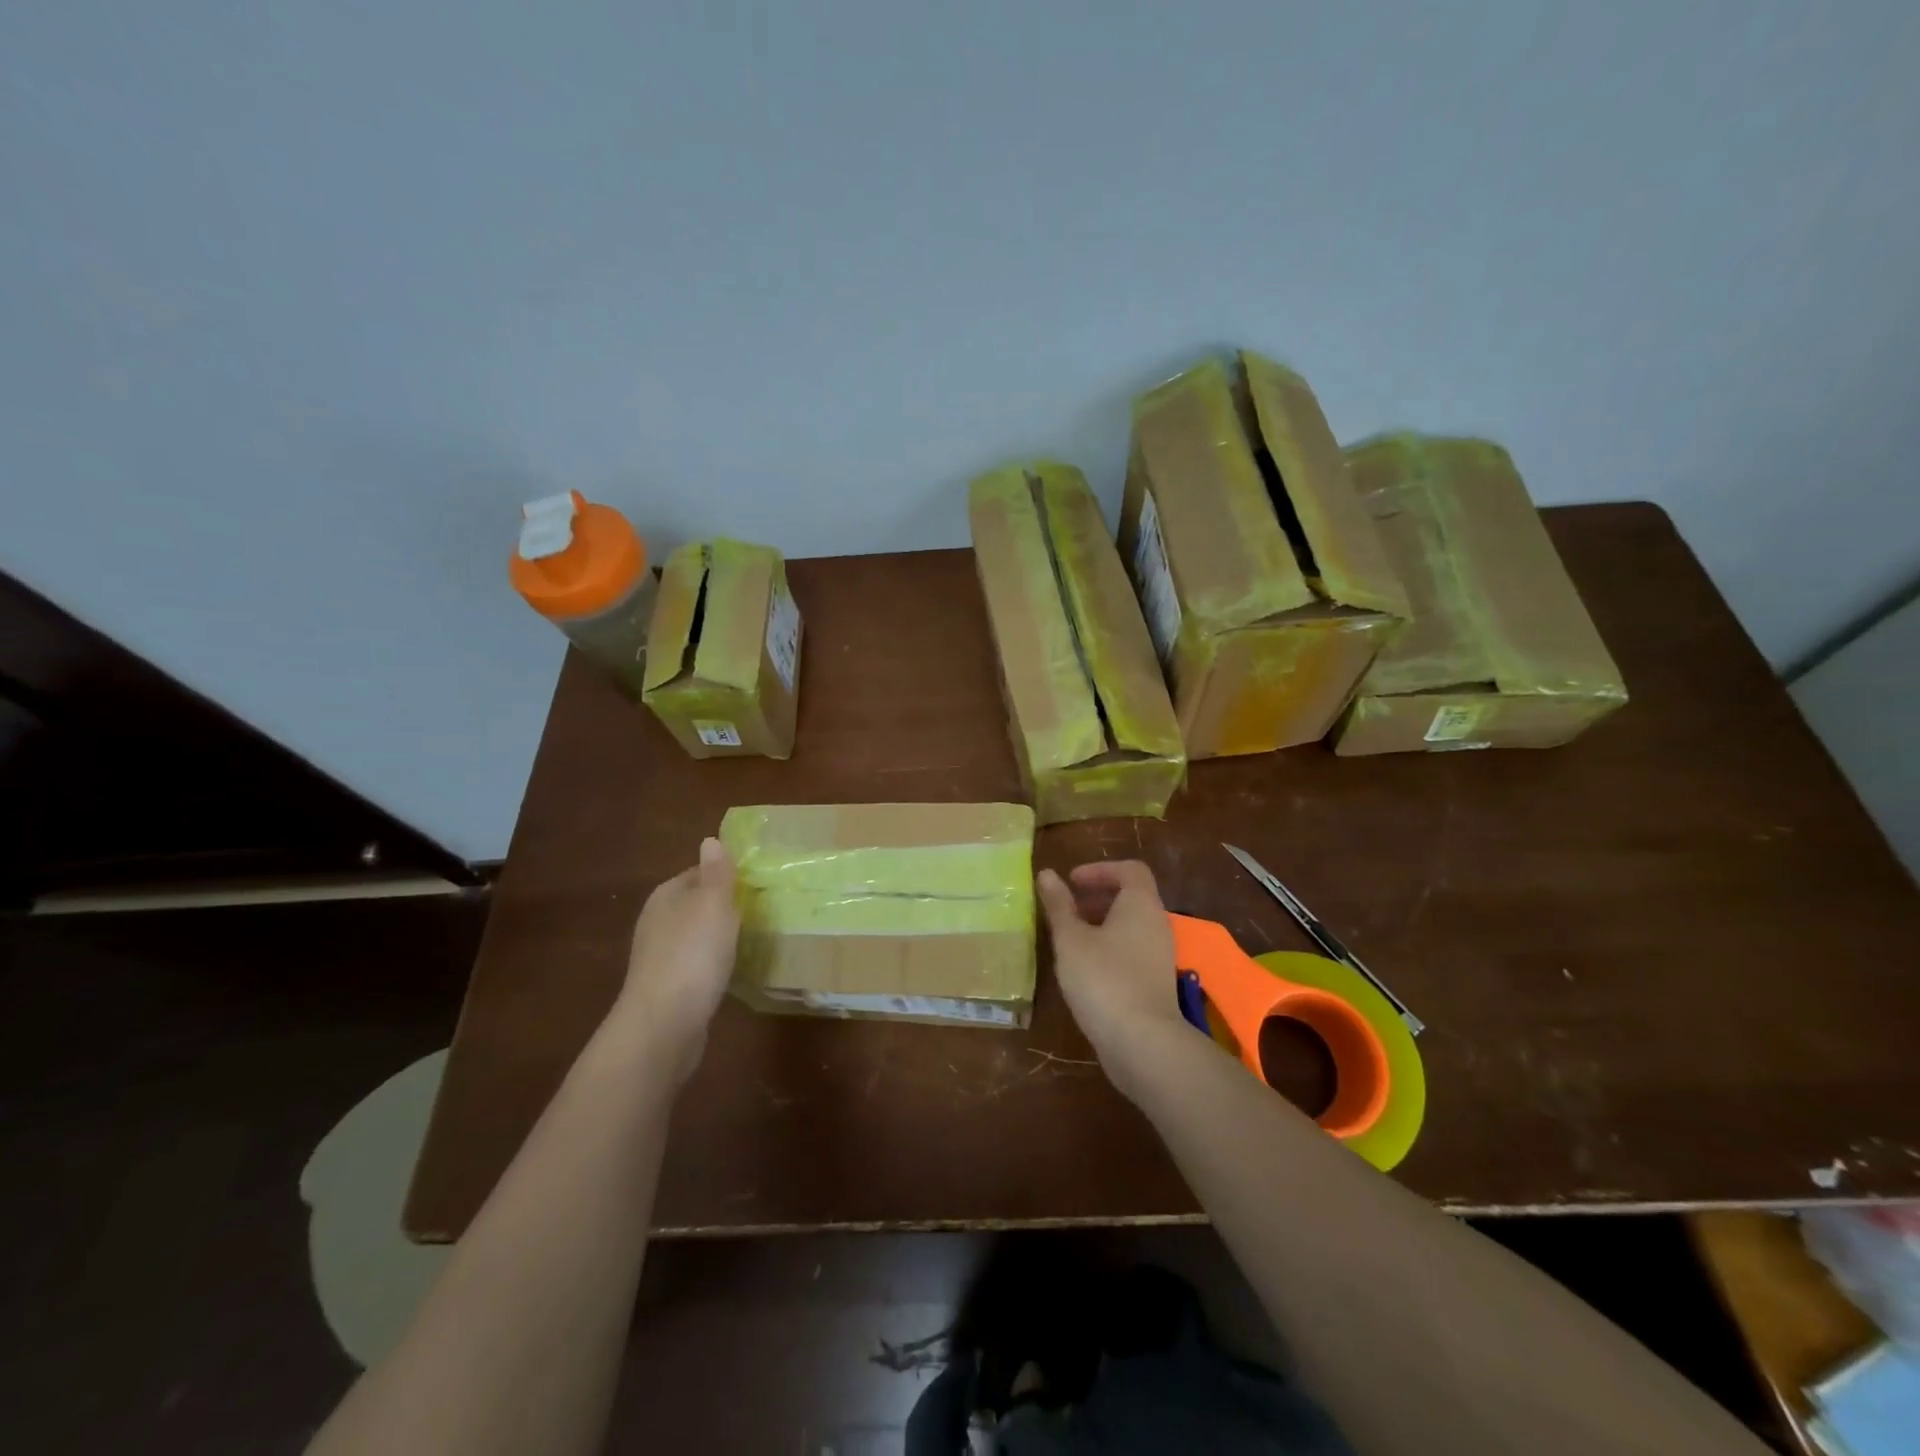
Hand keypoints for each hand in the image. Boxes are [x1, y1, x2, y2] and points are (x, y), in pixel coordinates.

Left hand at [613, 837, 739, 1083]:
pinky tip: (734, 971)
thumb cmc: (692, 956)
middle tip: (764, 910)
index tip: (759, 883)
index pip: (699, 872)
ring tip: (754, 939)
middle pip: (698, 904)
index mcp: (666, 896)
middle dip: (727, 906)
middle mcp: (658, 922)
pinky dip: (715, 964)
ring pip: (698, 935)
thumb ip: (716, 873)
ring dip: (721, 936)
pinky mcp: (669, 987)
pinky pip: (698, 964)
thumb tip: (710, 839)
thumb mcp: (713, 905)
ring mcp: (661, 957)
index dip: (728, 875)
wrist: (664, 1026)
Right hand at [1035, 861, 1185, 1085]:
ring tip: (1069, 938)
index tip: (1071, 881)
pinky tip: (1084, 967)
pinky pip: (1132, 950)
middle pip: (1131, 897)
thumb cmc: (1103, 979)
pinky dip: (1109, 947)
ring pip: (1131, 926)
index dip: (1100, 869)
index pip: (1130, 870)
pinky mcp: (1155, 982)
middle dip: (1097, 897)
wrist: (1142, 1042)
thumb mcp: (1071, 939)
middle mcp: (1156, 924)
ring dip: (1101, 924)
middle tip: (1066, 908)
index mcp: (1141, 904)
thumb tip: (1046, 874)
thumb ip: (1059, 905)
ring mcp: (1159, 955)